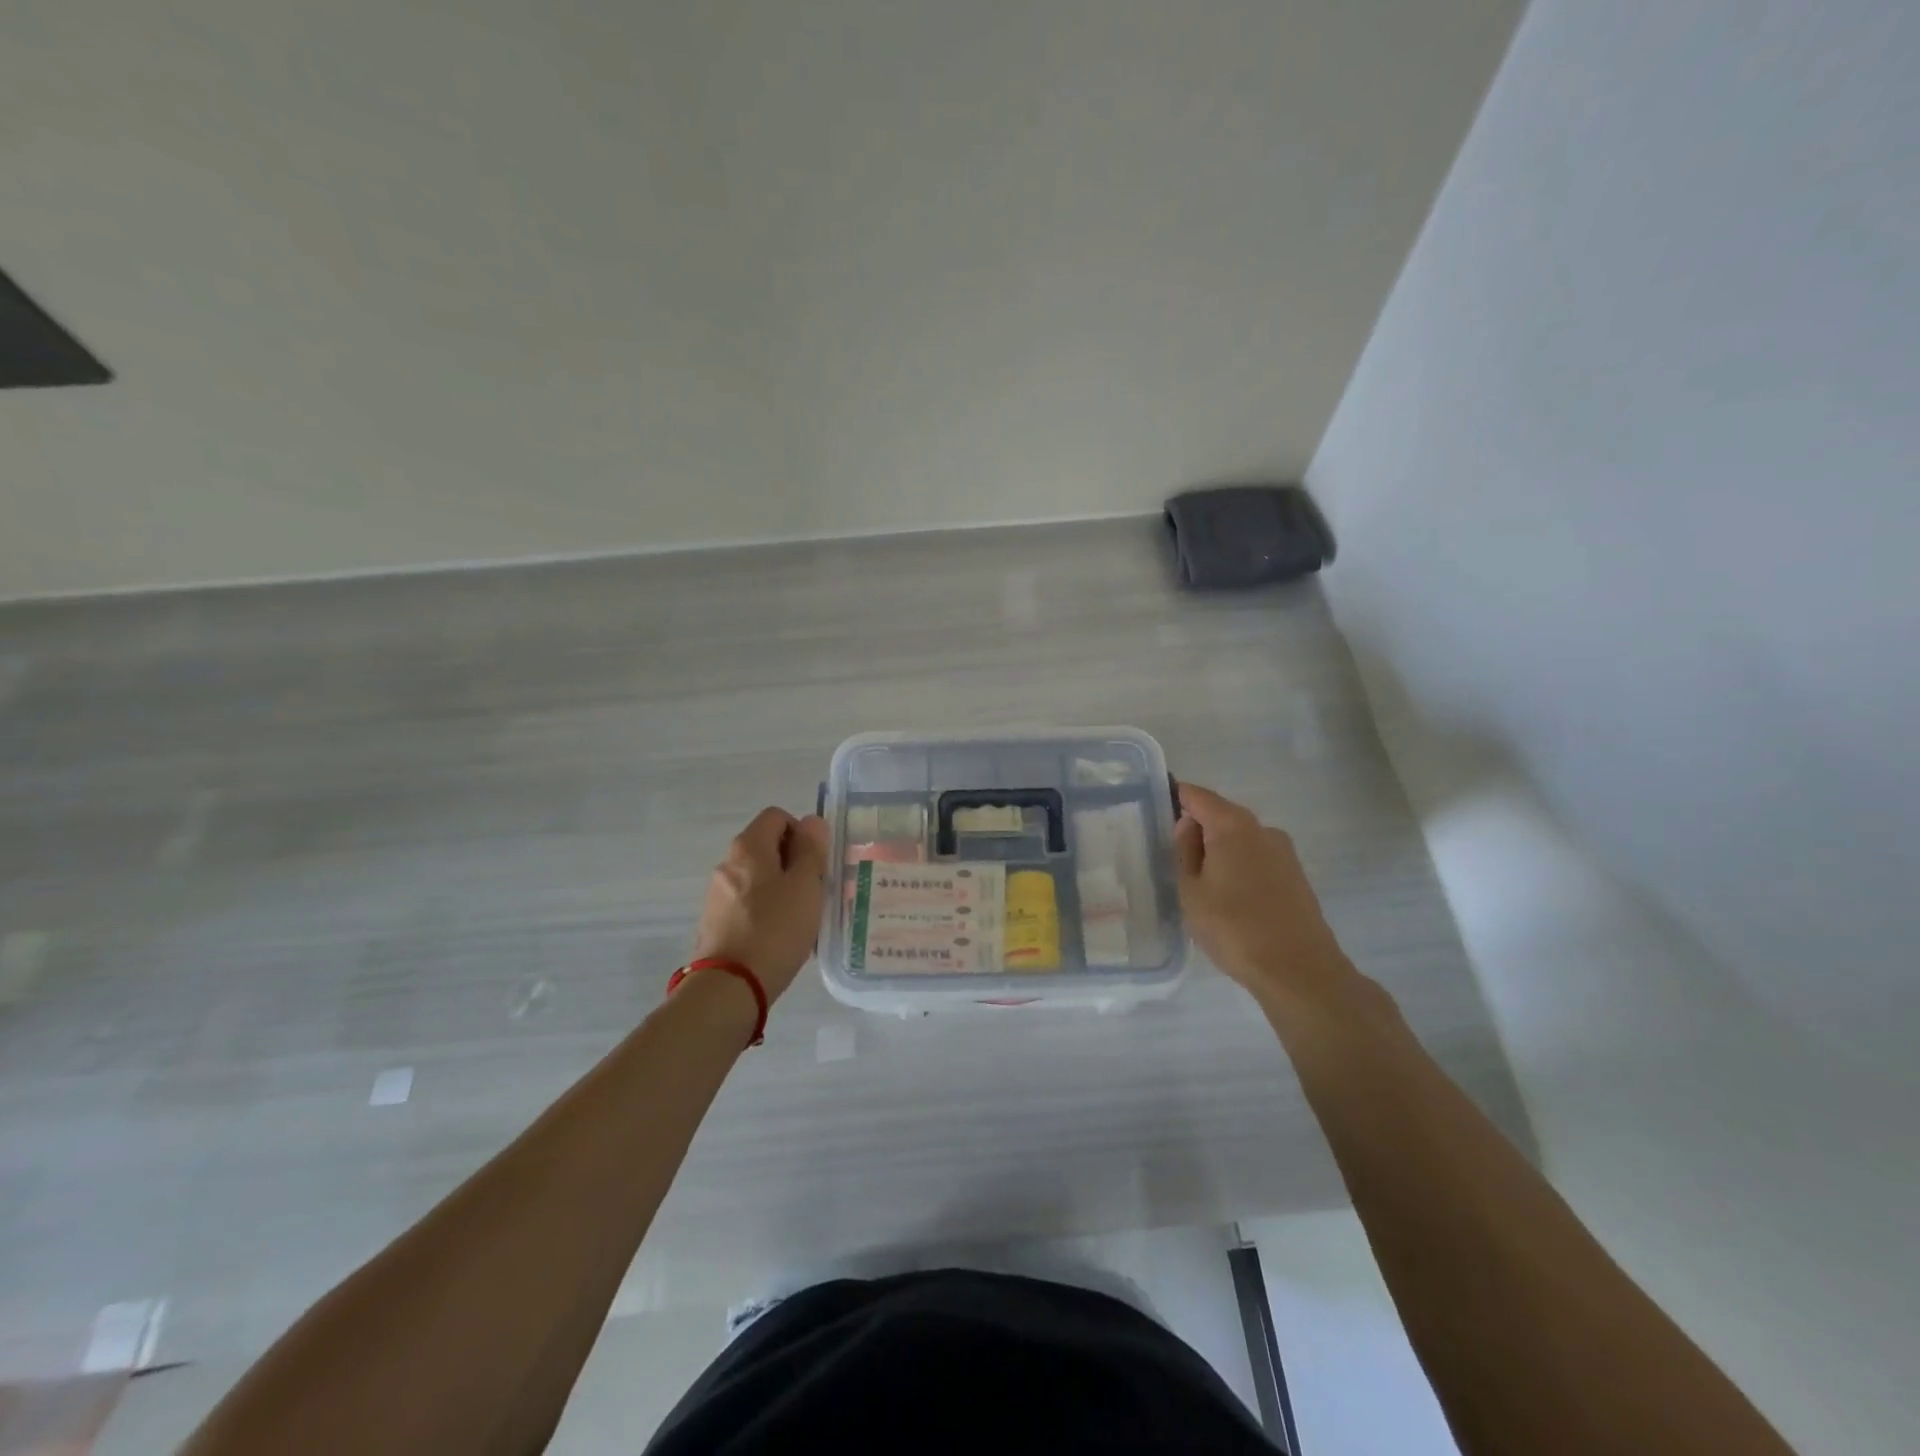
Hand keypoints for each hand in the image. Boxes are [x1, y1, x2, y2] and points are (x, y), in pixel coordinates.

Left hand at [691, 808, 830, 1001]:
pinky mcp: (715, 922)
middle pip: (766, 846)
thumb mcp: (805, 885)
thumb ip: (811, 850)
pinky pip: (747, 903)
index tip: (816, 863)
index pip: (777, 816)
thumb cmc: (775, 929)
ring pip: (758, 877)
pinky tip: (779, 937)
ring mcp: (717, 894)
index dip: (802, 832)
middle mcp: (727, 863)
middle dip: (793, 862)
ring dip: (781, 888)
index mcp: (748, 847)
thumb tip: (811, 821)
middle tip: (814, 891)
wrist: (729, 987)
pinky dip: (765, 910)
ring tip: (800, 919)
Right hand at [1174, 782, 1348, 1000]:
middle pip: (1221, 815)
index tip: (1154, 811)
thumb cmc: (1233, 927)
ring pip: (1240, 839)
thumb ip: (1185, 851)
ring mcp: (1284, 852)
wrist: (1298, 970)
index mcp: (1232, 825)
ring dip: (1219, 851)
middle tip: (1172, 858)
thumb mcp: (1191, 891)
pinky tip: (1228, 898)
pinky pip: (1257, 859)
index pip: (1197, 795)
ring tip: (1200, 885)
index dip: (1175, 797)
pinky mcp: (1296, 876)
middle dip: (1197, 829)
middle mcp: (1262, 828)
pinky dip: (1238, 868)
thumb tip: (1188, 825)